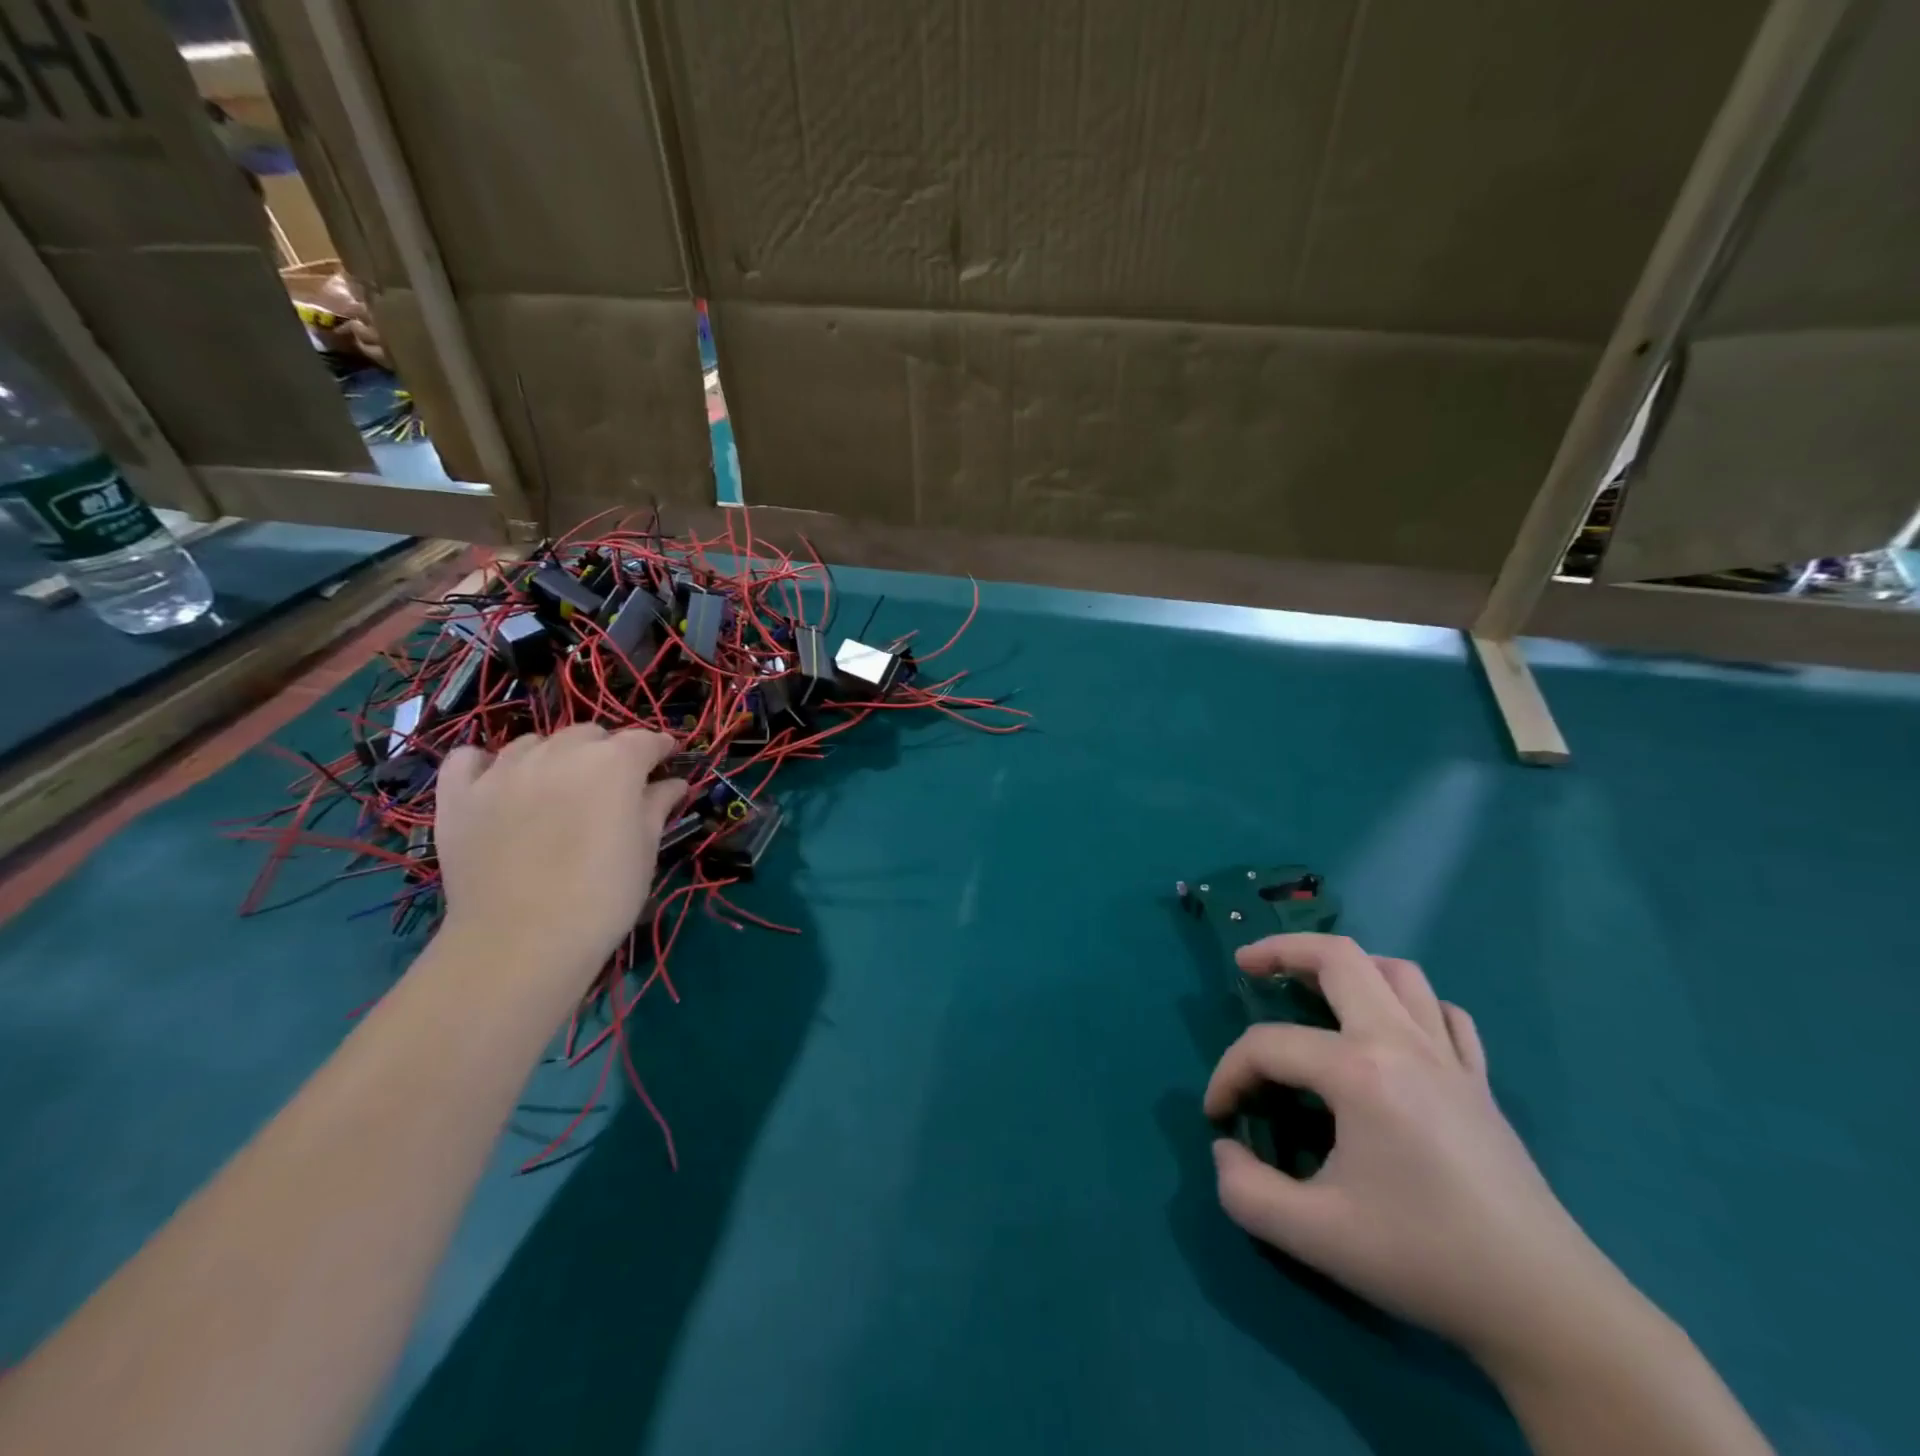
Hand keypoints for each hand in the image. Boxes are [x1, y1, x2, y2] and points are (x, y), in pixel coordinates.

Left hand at [434, 727, 684, 985]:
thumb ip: (657, 807)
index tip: (668, 761)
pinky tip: (498, 783)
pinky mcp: (459, 794)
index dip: (661, 749)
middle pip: (590, 734)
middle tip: (614, 787)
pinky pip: (469, 759)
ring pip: (535, 742)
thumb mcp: (645, 851)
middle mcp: (560, 752)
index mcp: (614, 763)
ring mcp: (504, 770)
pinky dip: (487, 764)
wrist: (521, 942)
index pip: (645, 740)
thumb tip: (672, 783)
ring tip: (558, 788)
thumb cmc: (603, 897)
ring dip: (555, 756)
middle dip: (608, 751)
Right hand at [1204, 934, 1632, 1371]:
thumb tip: (1224, 1150)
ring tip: (1314, 986)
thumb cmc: (1424, 1259)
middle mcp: (1402, 1042)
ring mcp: (1449, 1056)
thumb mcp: (1315, 1235)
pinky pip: (1443, 1014)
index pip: (1268, 1046)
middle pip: (1338, 957)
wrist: (1546, 1308)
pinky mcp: (1479, 1080)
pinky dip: (1409, 1004)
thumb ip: (1245, 1190)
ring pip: (1396, 972)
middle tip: (1246, 966)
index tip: (1218, 1116)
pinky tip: (1392, 1030)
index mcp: (1359, 1071)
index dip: (1229, 1074)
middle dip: (1281, 950)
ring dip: (1347, 967)